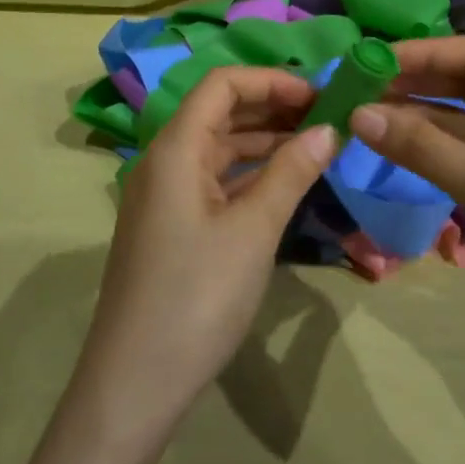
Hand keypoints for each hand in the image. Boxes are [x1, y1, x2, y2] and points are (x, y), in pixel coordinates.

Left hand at [74, 67, 338, 438]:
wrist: (135, 382)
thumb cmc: (196, 296)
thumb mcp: (253, 231)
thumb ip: (291, 173)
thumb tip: (328, 129)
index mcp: (175, 148)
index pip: (222, 85)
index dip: (271, 81)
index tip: (320, 95)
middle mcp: (165, 161)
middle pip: (220, 112)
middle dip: (273, 107)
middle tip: (329, 118)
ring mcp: (165, 195)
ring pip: (219, 148)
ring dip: (265, 141)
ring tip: (318, 146)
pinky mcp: (172, 226)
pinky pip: (214, 181)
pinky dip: (250, 174)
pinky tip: (285, 183)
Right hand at [350, 36, 464, 378]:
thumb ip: (423, 148)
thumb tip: (357, 113)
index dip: (427, 52)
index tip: (373, 61)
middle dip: (417, 82)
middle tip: (359, 88)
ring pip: (460, 124)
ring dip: (416, 119)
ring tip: (363, 118)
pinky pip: (460, 160)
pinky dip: (426, 153)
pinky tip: (390, 151)